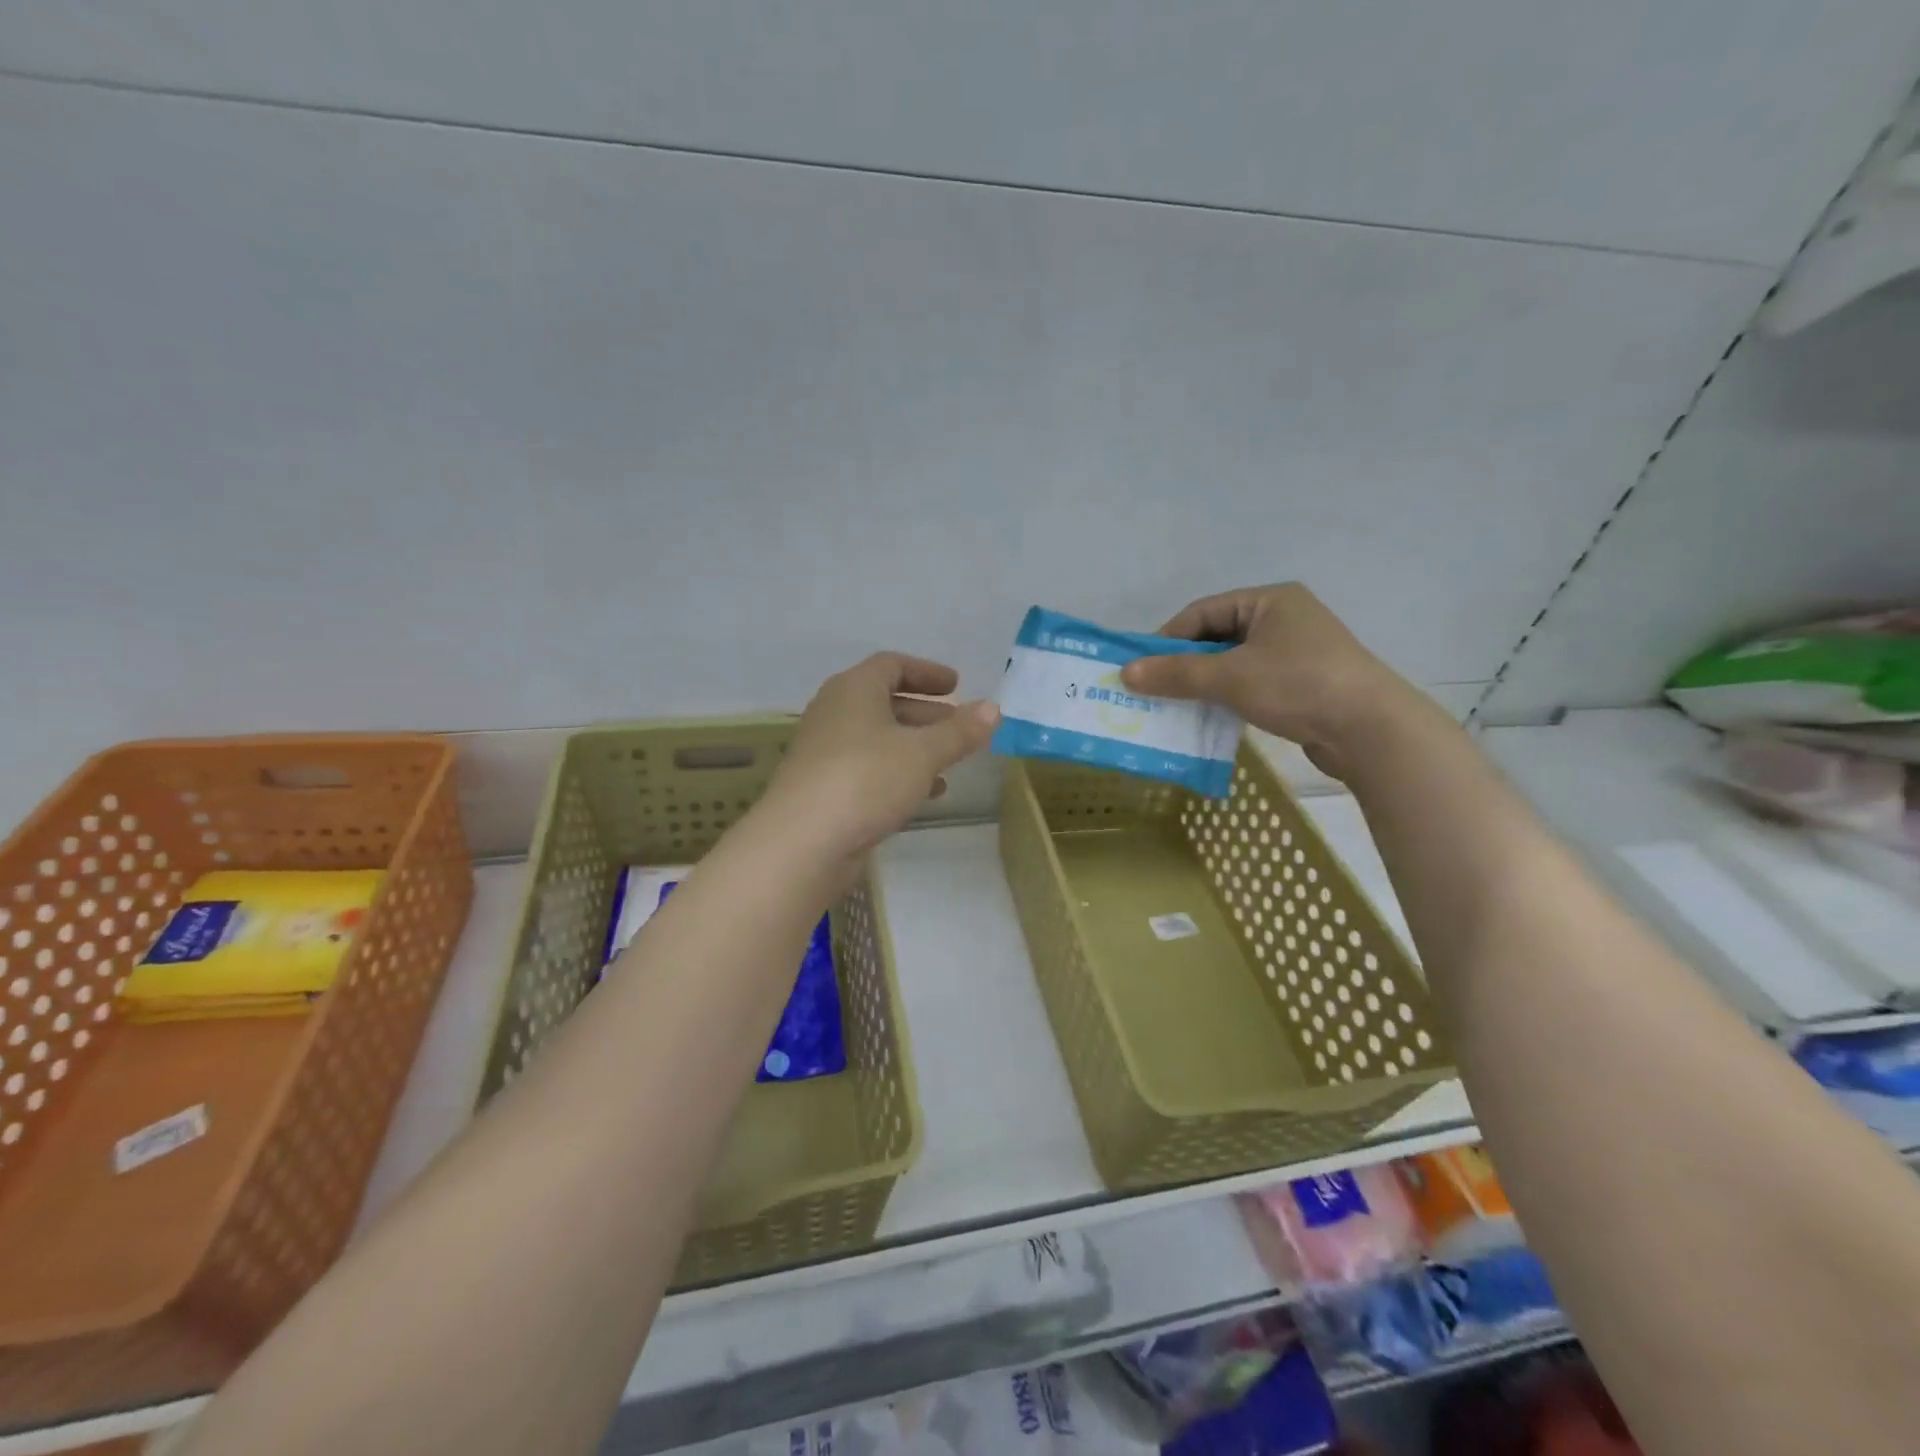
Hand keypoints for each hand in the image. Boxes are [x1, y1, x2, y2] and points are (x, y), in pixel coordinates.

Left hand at [761, 653, 999, 861]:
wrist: (803, 842)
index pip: (892, 665)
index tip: (957, 685)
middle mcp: (835, 713)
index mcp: (854, 690)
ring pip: (879, 739)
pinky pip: (869, 769)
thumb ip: (960, 731)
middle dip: (926, 713)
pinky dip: (899, 773)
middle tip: (961, 725)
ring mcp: (826, 752)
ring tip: (951, 762)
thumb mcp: (923, 753)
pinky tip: (926, 793)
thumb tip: (993, 708)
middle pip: (885, 701)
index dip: (927, 672)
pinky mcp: (825, 788)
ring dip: (915, 746)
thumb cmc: (865, 779)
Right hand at [1119, 583, 1431, 778]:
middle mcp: (1284, 619)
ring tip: (1174, 706)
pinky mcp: (1301, 684)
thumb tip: (1126, 673)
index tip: (1140, 667)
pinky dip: (1226, 697)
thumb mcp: (1230, 677)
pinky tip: (1208, 716)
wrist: (1370, 730)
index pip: (1203, 612)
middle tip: (1151, 689)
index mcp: (1270, 600)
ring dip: (1203, 683)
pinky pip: (1251, 683)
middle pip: (1217, 637)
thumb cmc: (1298, 686)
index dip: (1167, 638)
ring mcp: (1295, 652)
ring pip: (1233, 663)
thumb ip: (1177, 674)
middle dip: (1183, 664)